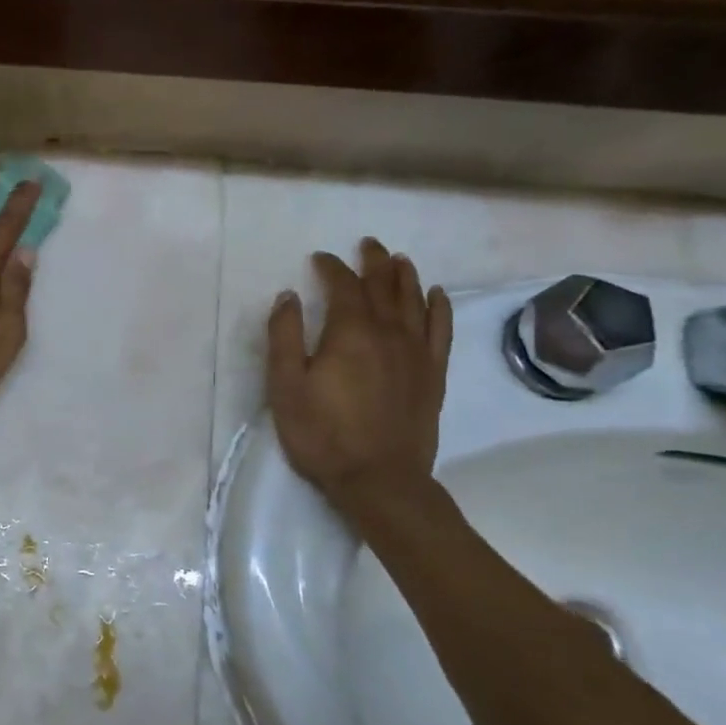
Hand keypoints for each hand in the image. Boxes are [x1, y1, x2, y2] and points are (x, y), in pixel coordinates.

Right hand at [266, 238, 452, 522]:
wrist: (379, 480)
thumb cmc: (323, 434)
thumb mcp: (285, 387)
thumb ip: (284, 337)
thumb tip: (288, 296)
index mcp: (350, 333)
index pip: (344, 286)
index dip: (332, 267)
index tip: (320, 258)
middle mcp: (389, 333)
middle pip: (384, 286)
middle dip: (373, 262)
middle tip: (368, 244)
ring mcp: (416, 353)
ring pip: (415, 302)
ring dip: (405, 277)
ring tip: (399, 259)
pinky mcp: (433, 375)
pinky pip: (440, 330)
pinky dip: (439, 307)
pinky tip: (436, 295)